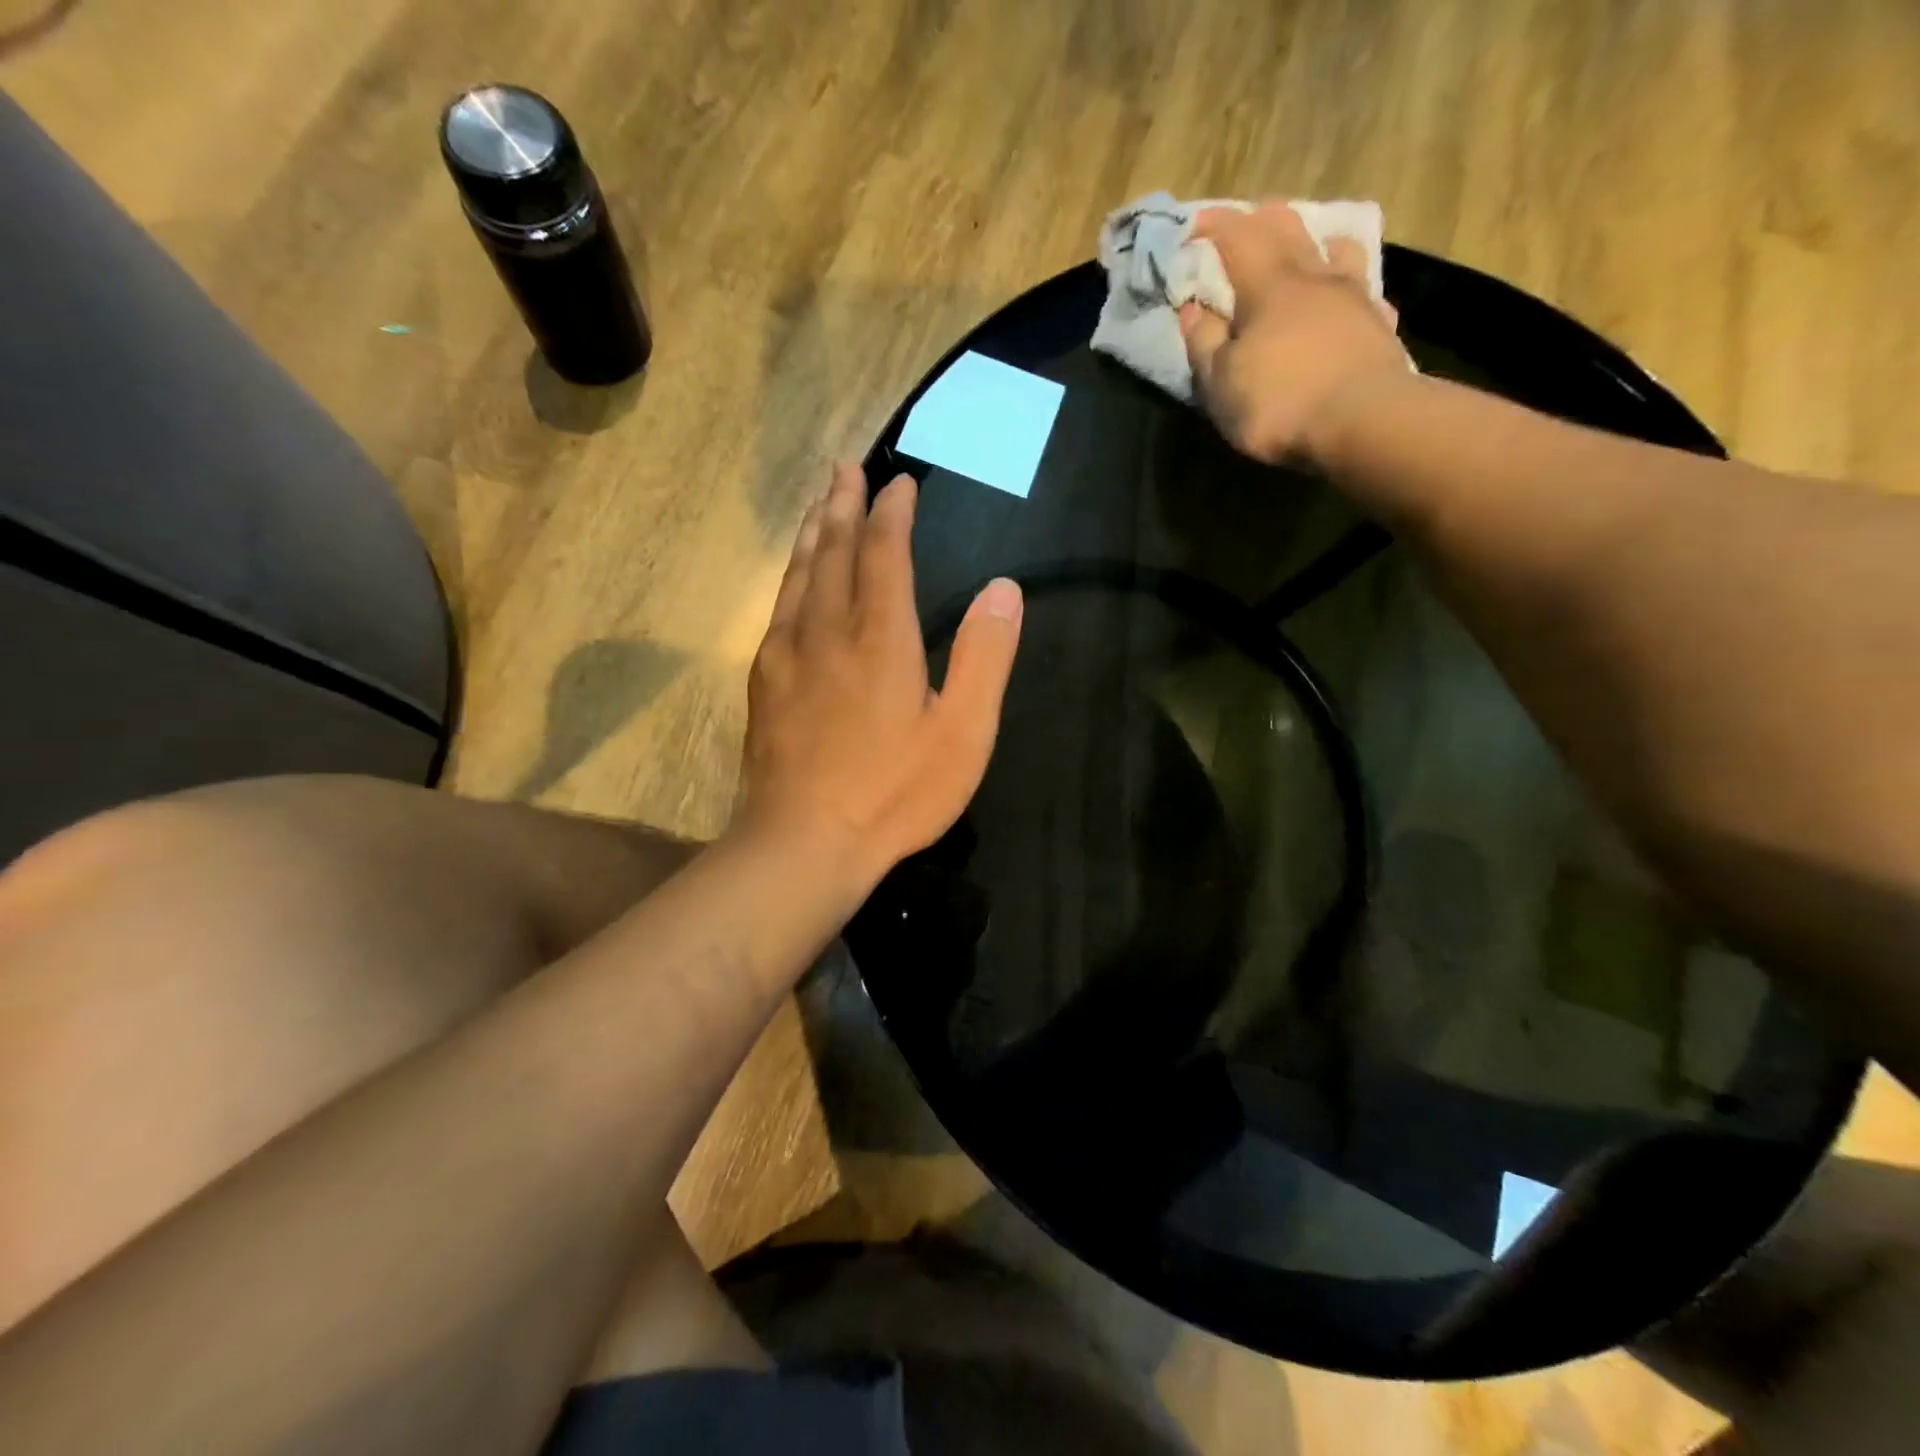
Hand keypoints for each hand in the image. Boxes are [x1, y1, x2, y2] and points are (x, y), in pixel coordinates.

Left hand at [740, 462, 1022, 889]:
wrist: (804, 843)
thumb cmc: (894, 793)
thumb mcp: (963, 733)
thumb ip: (985, 656)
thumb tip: (1004, 587)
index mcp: (880, 636)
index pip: (884, 553)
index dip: (892, 513)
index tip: (899, 484)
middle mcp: (827, 629)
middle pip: (831, 550)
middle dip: (841, 505)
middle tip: (844, 469)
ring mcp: (787, 655)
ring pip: (798, 575)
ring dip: (811, 534)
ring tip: (818, 505)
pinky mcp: (764, 683)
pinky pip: (778, 611)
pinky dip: (790, 579)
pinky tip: (793, 583)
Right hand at [1180, 201, 1405, 466]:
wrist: (1363, 422)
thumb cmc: (1279, 403)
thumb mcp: (1221, 383)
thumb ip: (1204, 343)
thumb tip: (1193, 309)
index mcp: (1268, 286)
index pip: (1237, 237)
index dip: (1214, 225)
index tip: (1194, 224)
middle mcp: (1313, 277)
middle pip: (1288, 229)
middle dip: (1263, 219)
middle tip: (1247, 220)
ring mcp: (1353, 296)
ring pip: (1334, 249)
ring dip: (1315, 241)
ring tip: (1306, 246)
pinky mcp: (1379, 324)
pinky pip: (1363, 290)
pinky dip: (1349, 285)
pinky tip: (1348, 298)